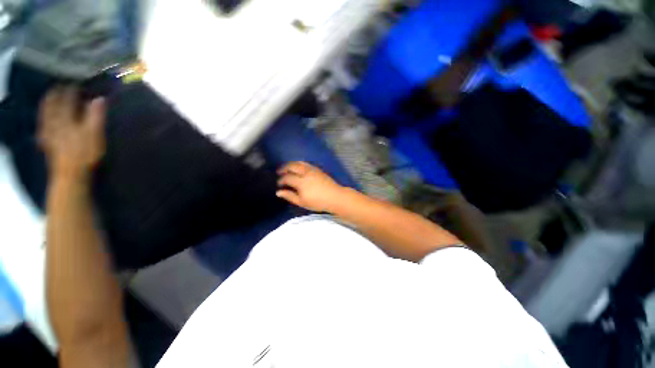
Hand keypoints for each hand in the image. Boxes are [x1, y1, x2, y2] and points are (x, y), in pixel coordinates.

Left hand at [38, 86, 106, 180]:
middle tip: (60, 86)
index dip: (72, 89)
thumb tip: (99, 98)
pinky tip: (43, 118)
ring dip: (47, 103)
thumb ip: (96, 115)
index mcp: (67, 117)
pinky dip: (43, 119)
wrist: (70, 173)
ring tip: (50, 97)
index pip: (68, 98)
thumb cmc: (85, 153)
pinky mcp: (46, 141)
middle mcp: (54, 121)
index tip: (76, 82)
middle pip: (53, 103)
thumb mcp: (95, 134)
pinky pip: (42, 126)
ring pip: (45, 113)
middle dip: (56, 93)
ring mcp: (48, 131)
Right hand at [276, 161, 345, 212]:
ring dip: (291, 164)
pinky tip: (298, 168)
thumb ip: (290, 196)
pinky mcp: (317, 169)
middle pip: (292, 166)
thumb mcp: (302, 202)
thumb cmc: (318, 202)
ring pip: (299, 163)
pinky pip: (305, 163)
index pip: (287, 178)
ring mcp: (312, 169)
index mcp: (301, 182)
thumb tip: (278, 192)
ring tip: (287, 169)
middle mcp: (305, 173)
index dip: (281, 180)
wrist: (335, 197)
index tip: (278, 184)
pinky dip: (299, 164)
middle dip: (284, 168)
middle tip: (279, 172)